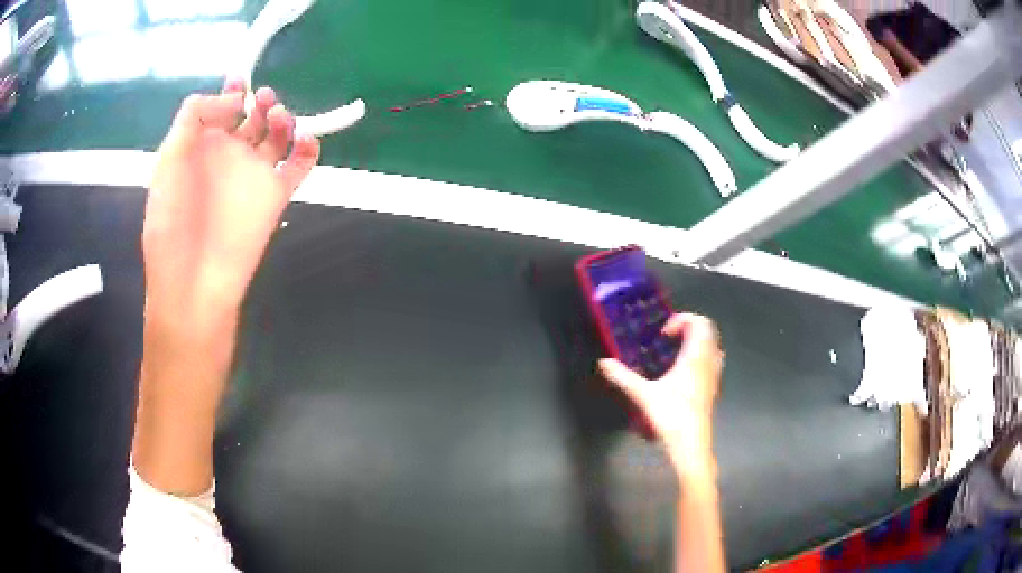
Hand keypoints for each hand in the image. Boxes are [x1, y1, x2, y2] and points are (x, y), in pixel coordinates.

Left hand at [143, 77, 319, 325]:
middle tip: (261, 99)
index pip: (220, 109)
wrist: (193, 282)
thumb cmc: (172, 222)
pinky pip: (300, 165)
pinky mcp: (276, 195)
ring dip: (282, 118)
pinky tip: (304, 139)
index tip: (238, 81)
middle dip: (259, 101)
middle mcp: (228, 157)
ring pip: (277, 136)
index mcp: (200, 148)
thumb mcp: (168, 160)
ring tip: (277, 116)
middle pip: (251, 118)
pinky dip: (308, 149)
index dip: (231, 90)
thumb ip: (194, 117)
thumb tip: (236, 100)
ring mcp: (253, 176)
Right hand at [599, 313, 723, 475]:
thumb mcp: (643, 395)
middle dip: (689, 327)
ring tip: (675, 352)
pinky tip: (682, 373)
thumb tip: (603, 363)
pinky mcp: (713, 388)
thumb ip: (623, 377)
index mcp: (695, 357)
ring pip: (713, 346)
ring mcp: (713, 375)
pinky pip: (712, 361)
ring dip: (696, 342)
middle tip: (668, 338)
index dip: (682, 320)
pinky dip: (700, 357)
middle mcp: (708, 362)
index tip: (663, 333)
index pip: (699, 323)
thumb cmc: (671, 416)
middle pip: (708, 331)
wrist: (691, 444)